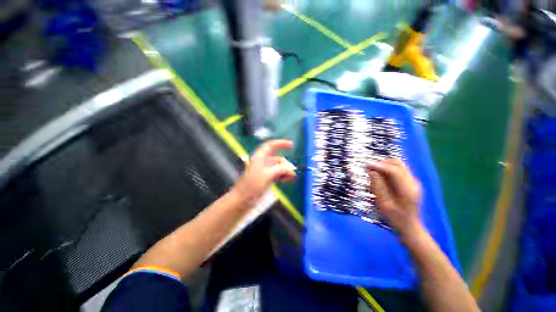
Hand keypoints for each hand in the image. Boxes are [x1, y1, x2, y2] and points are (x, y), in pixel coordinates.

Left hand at [233, 140, 295, 205]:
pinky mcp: (267, 178)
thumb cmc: (252, 185)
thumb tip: (292, 168)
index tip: (292, 145)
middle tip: (293, 172)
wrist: (243, 199)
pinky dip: (283, 176)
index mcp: (260, 157)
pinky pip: (278, 174)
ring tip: (291, 178)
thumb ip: (281, 169)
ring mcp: (265, 170)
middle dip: (286, 164)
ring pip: (279, 167)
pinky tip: (287, 180)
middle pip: (277, 159)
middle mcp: (263, 162)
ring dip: (286, 171)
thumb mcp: (268, 175)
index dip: (281, 143)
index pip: (270, 145)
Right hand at [366, 158, 421, 235]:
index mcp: (407, 190)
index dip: (379, 166)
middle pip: (398, 164)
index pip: (394, 171)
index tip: (366, 165)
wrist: (409, 225)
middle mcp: (413, 182)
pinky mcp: (410, 181)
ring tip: (373, 172)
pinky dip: (387, 169)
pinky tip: (380, 176)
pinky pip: (397, 169)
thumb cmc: (395, 217)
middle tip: (369, 168)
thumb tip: (372, 171)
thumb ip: (378, 186)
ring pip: (398, 165)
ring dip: (384, 165)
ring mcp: (413, 181)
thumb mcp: (383, 203)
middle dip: (382, 163)